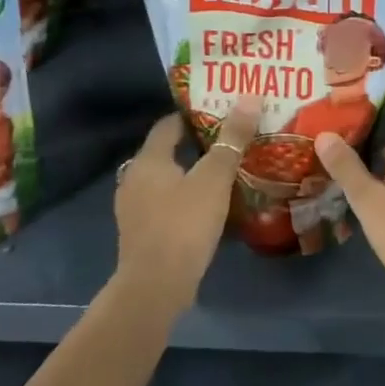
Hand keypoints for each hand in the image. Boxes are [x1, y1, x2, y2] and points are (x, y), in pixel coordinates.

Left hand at [112, 97, 260, 314]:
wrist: (155, 287)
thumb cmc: (184, 224)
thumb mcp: (214, 178)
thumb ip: (232, 139)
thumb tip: (250, 97)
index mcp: (148, 159)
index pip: (169, 124)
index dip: (194, 114)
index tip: (222, 110)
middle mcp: (135, 178)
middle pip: (167, 150)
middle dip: (197, 143)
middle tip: (230, 137)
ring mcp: (134, 207)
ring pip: (167, 178)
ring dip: (192, 172)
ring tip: (225, 169)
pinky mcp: (141, 232)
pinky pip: (166, 202)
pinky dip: (185, 196)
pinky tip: (209, 202)